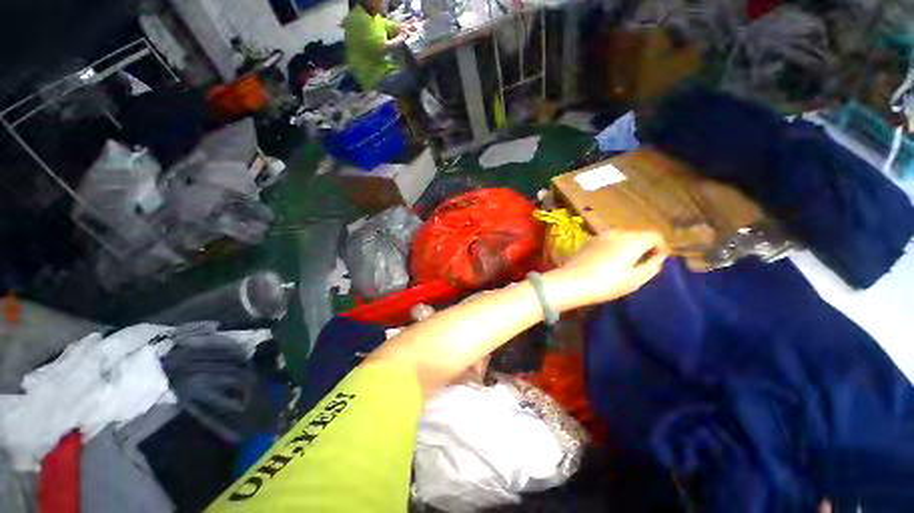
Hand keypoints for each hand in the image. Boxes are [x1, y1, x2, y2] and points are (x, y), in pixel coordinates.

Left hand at [544, 230, 667, 310]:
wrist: (570, 282)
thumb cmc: (605, 284)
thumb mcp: (634, 280)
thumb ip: (651, 267)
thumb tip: (659, 258)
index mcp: (632, 240)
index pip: (655, 235)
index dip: (661, 247)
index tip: (659, 261)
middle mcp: (617, 233)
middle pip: (638, 234)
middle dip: (645, 246)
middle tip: (643, 264)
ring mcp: (600, 236)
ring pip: (622, 236)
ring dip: (628, 246)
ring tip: (625, 264)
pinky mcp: (588, 241)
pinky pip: (608, 240)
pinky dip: (614, 247)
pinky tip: (608, 261)